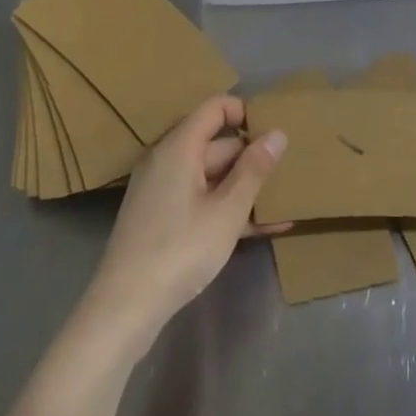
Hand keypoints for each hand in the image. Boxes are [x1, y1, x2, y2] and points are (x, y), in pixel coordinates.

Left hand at [81, 96, 286, 354]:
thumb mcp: (227, 211)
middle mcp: (167, 160)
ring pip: (212, 176)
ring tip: (285, 201)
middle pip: (216, 144)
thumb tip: (278, 133)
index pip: (215, 108)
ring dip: (245, 187)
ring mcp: (162, 190)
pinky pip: (201, 199)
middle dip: (252, 157)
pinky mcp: (162, 218)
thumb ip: (254, 170)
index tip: (274, 134)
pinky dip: (228, 208)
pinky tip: (264, 227)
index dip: (246, 113)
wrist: (126, 307)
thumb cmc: (180, 249)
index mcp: (179, 148)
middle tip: (290, 173)